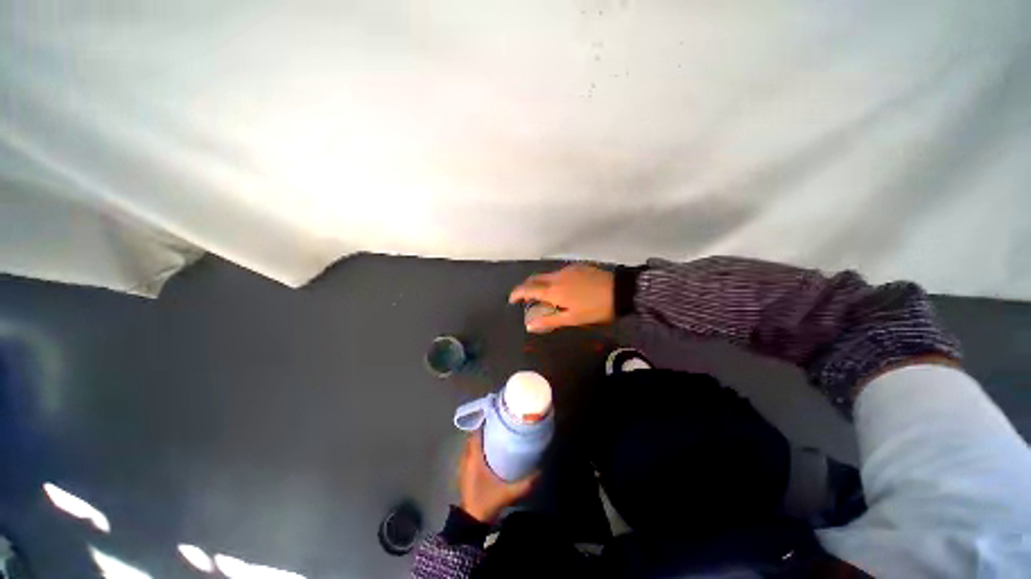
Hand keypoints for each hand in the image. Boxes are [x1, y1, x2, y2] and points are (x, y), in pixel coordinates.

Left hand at [458, 431, 537, 522]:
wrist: (471, 521)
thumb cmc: (487, 502)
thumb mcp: (508, 493)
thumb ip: (525, 483)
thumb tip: (541, 471)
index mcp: (474, 458)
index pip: (475, 433)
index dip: (483, 422)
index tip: (495, 416)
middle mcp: (466, 458)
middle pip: (472, 437)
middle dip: (483, 429)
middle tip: (498, 424)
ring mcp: (463, 465)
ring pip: (470, 445)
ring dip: (479, 438)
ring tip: (494, 434)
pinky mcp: (464, 472)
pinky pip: (469, 453)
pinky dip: (476, 448)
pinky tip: (489, 451)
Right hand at [508, 264, 614, 332]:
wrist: (620, 290)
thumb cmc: (596, 308)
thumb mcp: (573, 319)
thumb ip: (549, 320)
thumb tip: (529, 325)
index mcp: (553, 290)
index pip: (528, 289)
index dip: (517, 294)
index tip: (511, 300)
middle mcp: (556, 276)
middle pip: (534, 279)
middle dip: (526, 288)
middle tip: (526, 299)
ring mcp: (567, 270)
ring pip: (547, 275)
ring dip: (540, 284)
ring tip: (545, 297)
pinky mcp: (577, 267)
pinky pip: (558, 273)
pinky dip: (552, 280)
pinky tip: (561, 289)